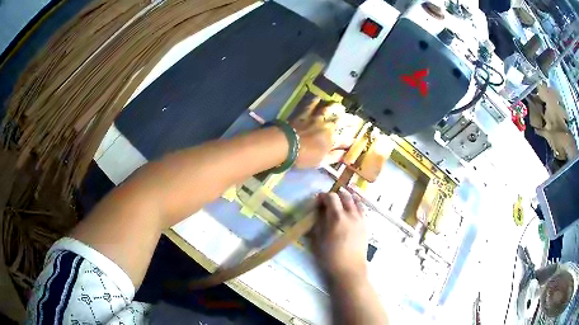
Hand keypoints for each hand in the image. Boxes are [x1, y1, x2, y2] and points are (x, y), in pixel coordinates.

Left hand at [292, 98, 357, 167]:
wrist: (286, 144)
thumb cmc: (304, 156)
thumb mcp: (321, 162)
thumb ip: (334, 157)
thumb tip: (345, 155)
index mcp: (332, 140)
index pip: (346, 139)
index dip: (351, 139)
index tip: (354, 140)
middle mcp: (327, 126)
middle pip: (342, 121)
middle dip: (351, 120)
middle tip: (355, 119)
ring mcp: (316, 118)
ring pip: (329, 109)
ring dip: (337, 107)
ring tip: (341, 106)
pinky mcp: (304, 114)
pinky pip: (311, 105)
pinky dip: (315, 101)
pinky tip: (318, 98)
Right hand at [311, 191, 367, 281]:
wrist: (349, 269)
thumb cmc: (330, 257)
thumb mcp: (318, 239)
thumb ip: (319, 221)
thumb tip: (319, 210)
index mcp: (337, 217)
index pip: (331, 197)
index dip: (324, 196)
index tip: (318, 201)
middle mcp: (351, 215)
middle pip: (345, 196)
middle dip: (336, 195)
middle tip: (329, 202)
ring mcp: (360, 219)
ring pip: (356, 201)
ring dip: (348, 199)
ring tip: (341, 204)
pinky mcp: (366, 225)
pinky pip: (362, 209)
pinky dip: (356, 206)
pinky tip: (351, 212)